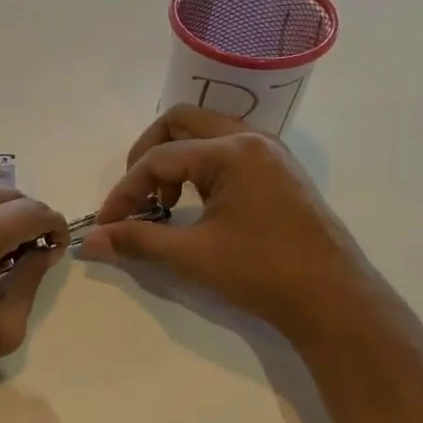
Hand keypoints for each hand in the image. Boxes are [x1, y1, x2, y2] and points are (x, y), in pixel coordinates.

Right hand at [78, 106, 370, 338]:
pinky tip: (195, 206)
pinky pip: (227, 152)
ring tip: (164, 205)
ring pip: (206, 134)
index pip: (158, 158)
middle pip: (180, 123)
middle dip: (146, 156)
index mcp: (232, 152)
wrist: (332, 299)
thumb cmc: (262, 272)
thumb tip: (89, 242)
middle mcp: (252, 139)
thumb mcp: (192, 256)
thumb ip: (137, 242)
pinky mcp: (279, 172)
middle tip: (135, 197)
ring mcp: (270, 153)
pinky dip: (200, 169)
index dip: (124, 192)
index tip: (108, 226)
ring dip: (174, 160)